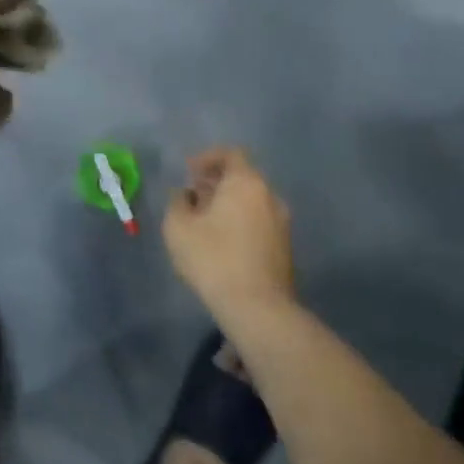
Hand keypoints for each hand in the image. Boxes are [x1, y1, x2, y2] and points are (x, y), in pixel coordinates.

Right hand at [164, 147, 298, 326]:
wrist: (258, 308)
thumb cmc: (214, 258)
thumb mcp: (178, 227)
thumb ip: (178, 202)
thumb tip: (186, 195)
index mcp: (246, 182)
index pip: (230, 154)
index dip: (207, 158)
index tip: (189, 171)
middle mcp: (269, 196)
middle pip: (242, 177)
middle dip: (216, 182)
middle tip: (194, 194)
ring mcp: (282, 223)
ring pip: (252, 201)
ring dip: (229, 203)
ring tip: (205, 220)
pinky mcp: (285, 249)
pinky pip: (259, 222)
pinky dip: (241, 222)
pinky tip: (222, 242)